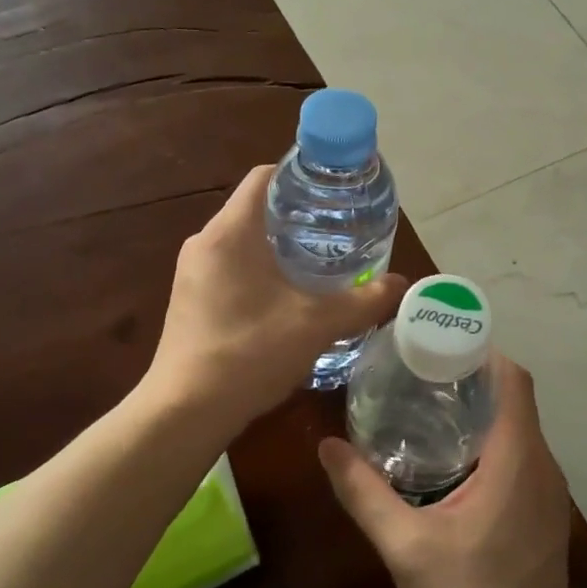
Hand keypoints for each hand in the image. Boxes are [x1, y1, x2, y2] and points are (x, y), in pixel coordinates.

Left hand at [145, 165, 405, 429]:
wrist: (186, 411)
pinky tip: (288, 297)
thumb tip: (400, 284)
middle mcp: (204, 243)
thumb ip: (362, 301)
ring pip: (243, 241)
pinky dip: (261, 270)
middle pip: (256, 209)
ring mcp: (192, 272)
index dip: (302, 176)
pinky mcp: (189, 299)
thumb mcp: (316, 325)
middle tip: (340, 229)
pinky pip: (231, 267)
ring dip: (280, 246)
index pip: (265, 177)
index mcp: (230, 232)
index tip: (336, 192)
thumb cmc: (250, 353)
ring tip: (321, 262)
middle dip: (298, 215)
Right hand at [319, 356, 585, 587]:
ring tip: (421, 405)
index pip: (513, 379)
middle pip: (512, 399)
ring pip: (515, 428)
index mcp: (517, 460)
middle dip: (468, 377)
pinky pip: (517, 456)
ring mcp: (547, 493)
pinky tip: (444, 460)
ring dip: (476, 410)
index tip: (434, 343)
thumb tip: (326, 447)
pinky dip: (486, 441)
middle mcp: (542, 466)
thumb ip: (364, 494)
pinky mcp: (542, 515)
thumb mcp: (406, 548)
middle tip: (413, 371)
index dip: (480, 351)